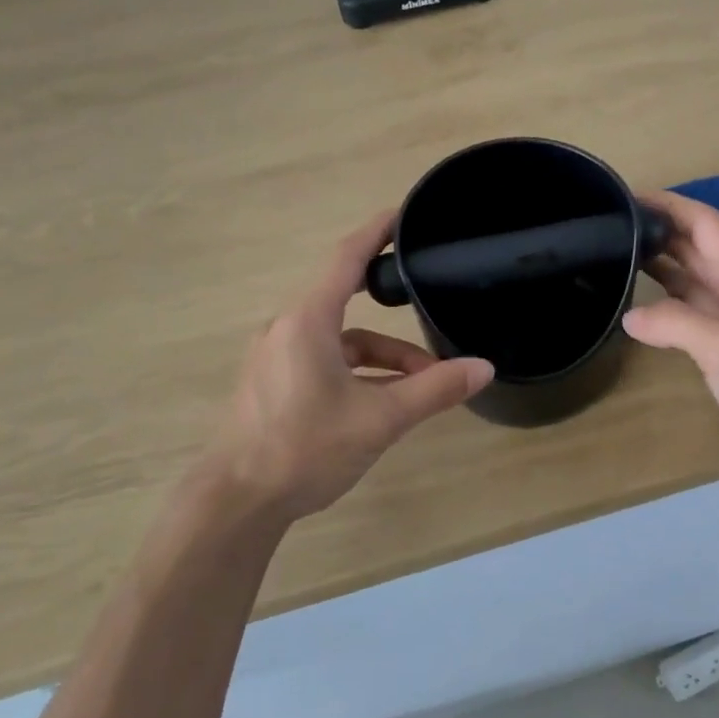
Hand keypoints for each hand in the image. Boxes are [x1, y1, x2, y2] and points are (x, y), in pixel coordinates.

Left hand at [210, 212, 494, 521]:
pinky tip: (385, 402)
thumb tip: (483, 368)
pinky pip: (324, 362)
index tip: (402, 215)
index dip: (376, 232)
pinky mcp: (272, 384)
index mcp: (308, 320)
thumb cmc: (305, 448)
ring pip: (340, 341)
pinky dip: (358, 372)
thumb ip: (433, 390)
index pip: (347, 258)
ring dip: (382, 357)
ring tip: (424, 383)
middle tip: (425, 293)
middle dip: (393, 308)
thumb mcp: (380, 419)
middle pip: (348, 302)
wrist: (235, 502)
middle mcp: (287, 329)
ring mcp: (276, 358)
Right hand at [624, 191, 718, 483]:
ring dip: (658, 263)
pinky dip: (665, 301)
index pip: (703, 221)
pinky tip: (641, 309)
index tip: (625, 197)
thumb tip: (630, 316)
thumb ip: (674, 323)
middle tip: (607, 228)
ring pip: (692, 276)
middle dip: (656, 230)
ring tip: (614, 257)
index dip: (667, 204)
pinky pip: (692, 309)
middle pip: (695, 244)